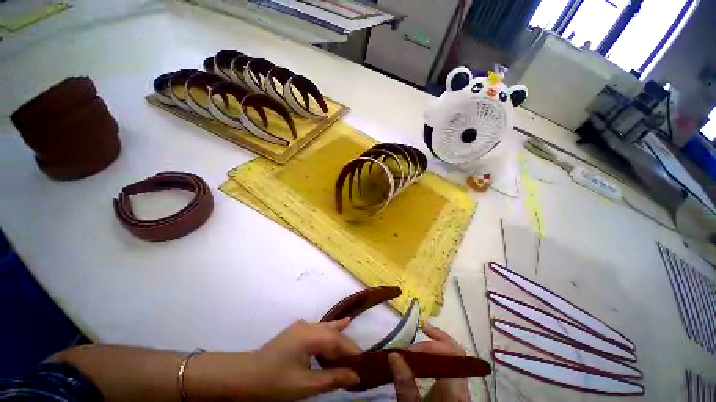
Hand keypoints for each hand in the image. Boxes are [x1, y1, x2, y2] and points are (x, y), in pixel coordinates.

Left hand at [185, 319, 359, 400]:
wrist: (245, 376)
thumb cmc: (275, 383)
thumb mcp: (305, 385)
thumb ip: (332, 378)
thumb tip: (355, 375)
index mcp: (310, 336)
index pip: (337, 341)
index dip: (351, 351)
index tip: (364, 362)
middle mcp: (308, 326)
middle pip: (333, 333)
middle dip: (346, 345)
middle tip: (358, 358)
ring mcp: (301, 327)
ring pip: (326, 329)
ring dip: (338, 337)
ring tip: (353, 335)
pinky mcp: (296, 331)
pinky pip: (318, 330)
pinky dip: (328, 332)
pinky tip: (337, 327)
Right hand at [388, 325, 470, 401]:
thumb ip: (405, 385)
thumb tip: (394, 355)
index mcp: (454, 389)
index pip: (455, 353)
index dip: (437, 341)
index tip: (415, 342)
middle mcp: (462, 385)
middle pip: (456, 352)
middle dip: (436, 340)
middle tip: (418, 335)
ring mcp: (461, 387)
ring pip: (454, 358)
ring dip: (437, 346)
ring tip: (420, 341)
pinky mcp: (456, 391)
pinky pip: (451, 366)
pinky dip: (438, 356)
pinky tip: (426, 357)